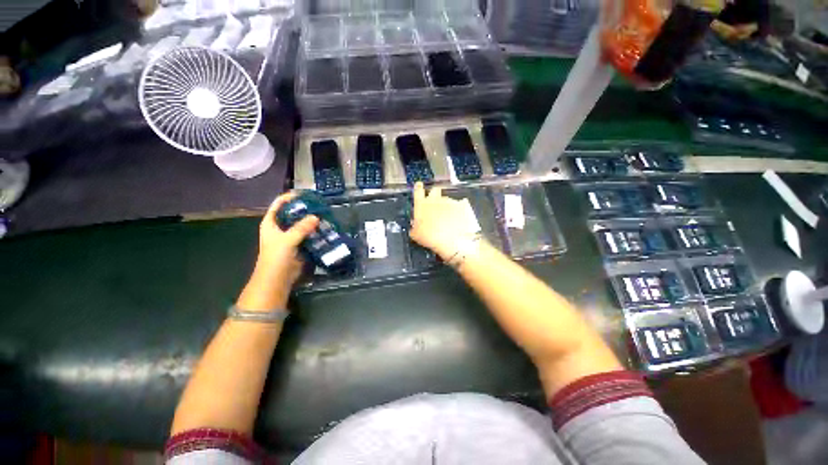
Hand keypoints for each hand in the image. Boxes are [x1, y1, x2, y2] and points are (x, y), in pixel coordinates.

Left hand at [236, 193, 318, 310]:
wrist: (276, 279)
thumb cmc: (275, 258)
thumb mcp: (287, 240)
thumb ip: (301, 228)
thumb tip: (316, 217)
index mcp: (271, 223)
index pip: (279, 204)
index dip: (290, 197)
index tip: (306, 194)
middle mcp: (280, 227)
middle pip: (293, 213)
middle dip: (305, 209)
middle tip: (320, 205)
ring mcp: (290, 236)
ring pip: (302, 224)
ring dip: (312, 221)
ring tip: (325, 215)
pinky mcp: (299, 245)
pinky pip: (308, 235)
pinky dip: (315, 231)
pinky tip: (325, 229)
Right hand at [409, 182, 480, 259]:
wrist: (452, 241)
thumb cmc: (430, 238)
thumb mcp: (416, 235)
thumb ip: (414, 227)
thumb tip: (415, 225)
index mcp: (422, 205)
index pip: (418, 190)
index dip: (418, 187)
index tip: (419, 186)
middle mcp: (435, 199)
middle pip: (435, 190)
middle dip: (435, 195)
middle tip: (435, 205)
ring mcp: (450, 201)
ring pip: (447, 199)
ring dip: (447, 206)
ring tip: (449, 218)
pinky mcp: (462, 205)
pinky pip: (460, 205)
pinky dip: (459, 210)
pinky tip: (459, 219)